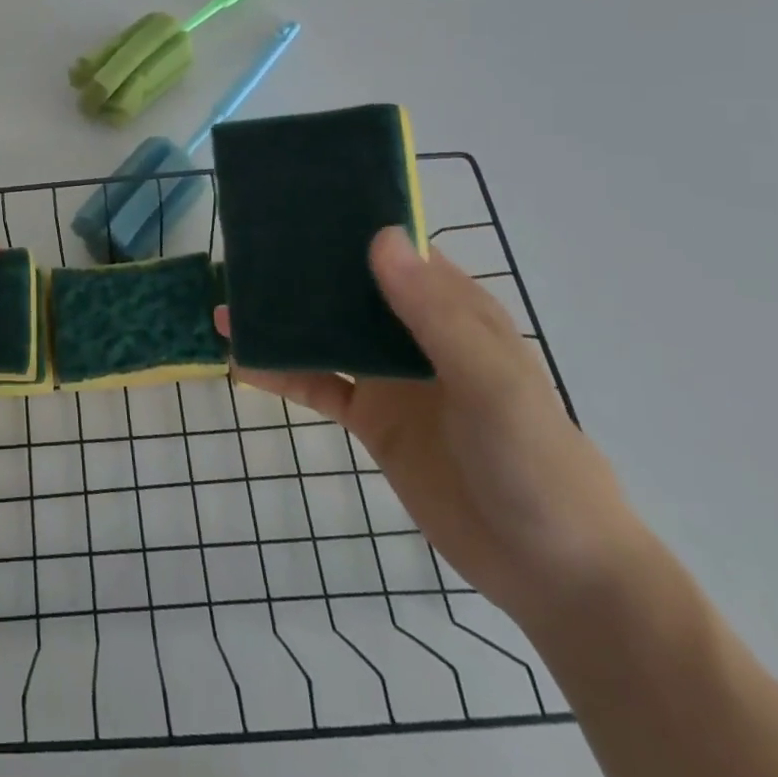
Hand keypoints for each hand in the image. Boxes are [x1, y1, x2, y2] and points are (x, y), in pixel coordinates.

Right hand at [219, 227, 644, 632]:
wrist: (553, 574)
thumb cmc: (535, 463)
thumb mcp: (490, 384)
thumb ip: (434, 314)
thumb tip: (379, 237)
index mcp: (452, 309)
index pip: (395, 249)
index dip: (350, 223)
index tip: (294, 202)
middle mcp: (415, 333)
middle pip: (349, 287)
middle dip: (300, 269)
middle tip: (240, 251)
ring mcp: (390, 376)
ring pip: (325, 333)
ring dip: (281, 320)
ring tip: (225, 306)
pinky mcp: (371, 418)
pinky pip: (316, 385)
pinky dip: (280, 373)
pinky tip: (240, 363)